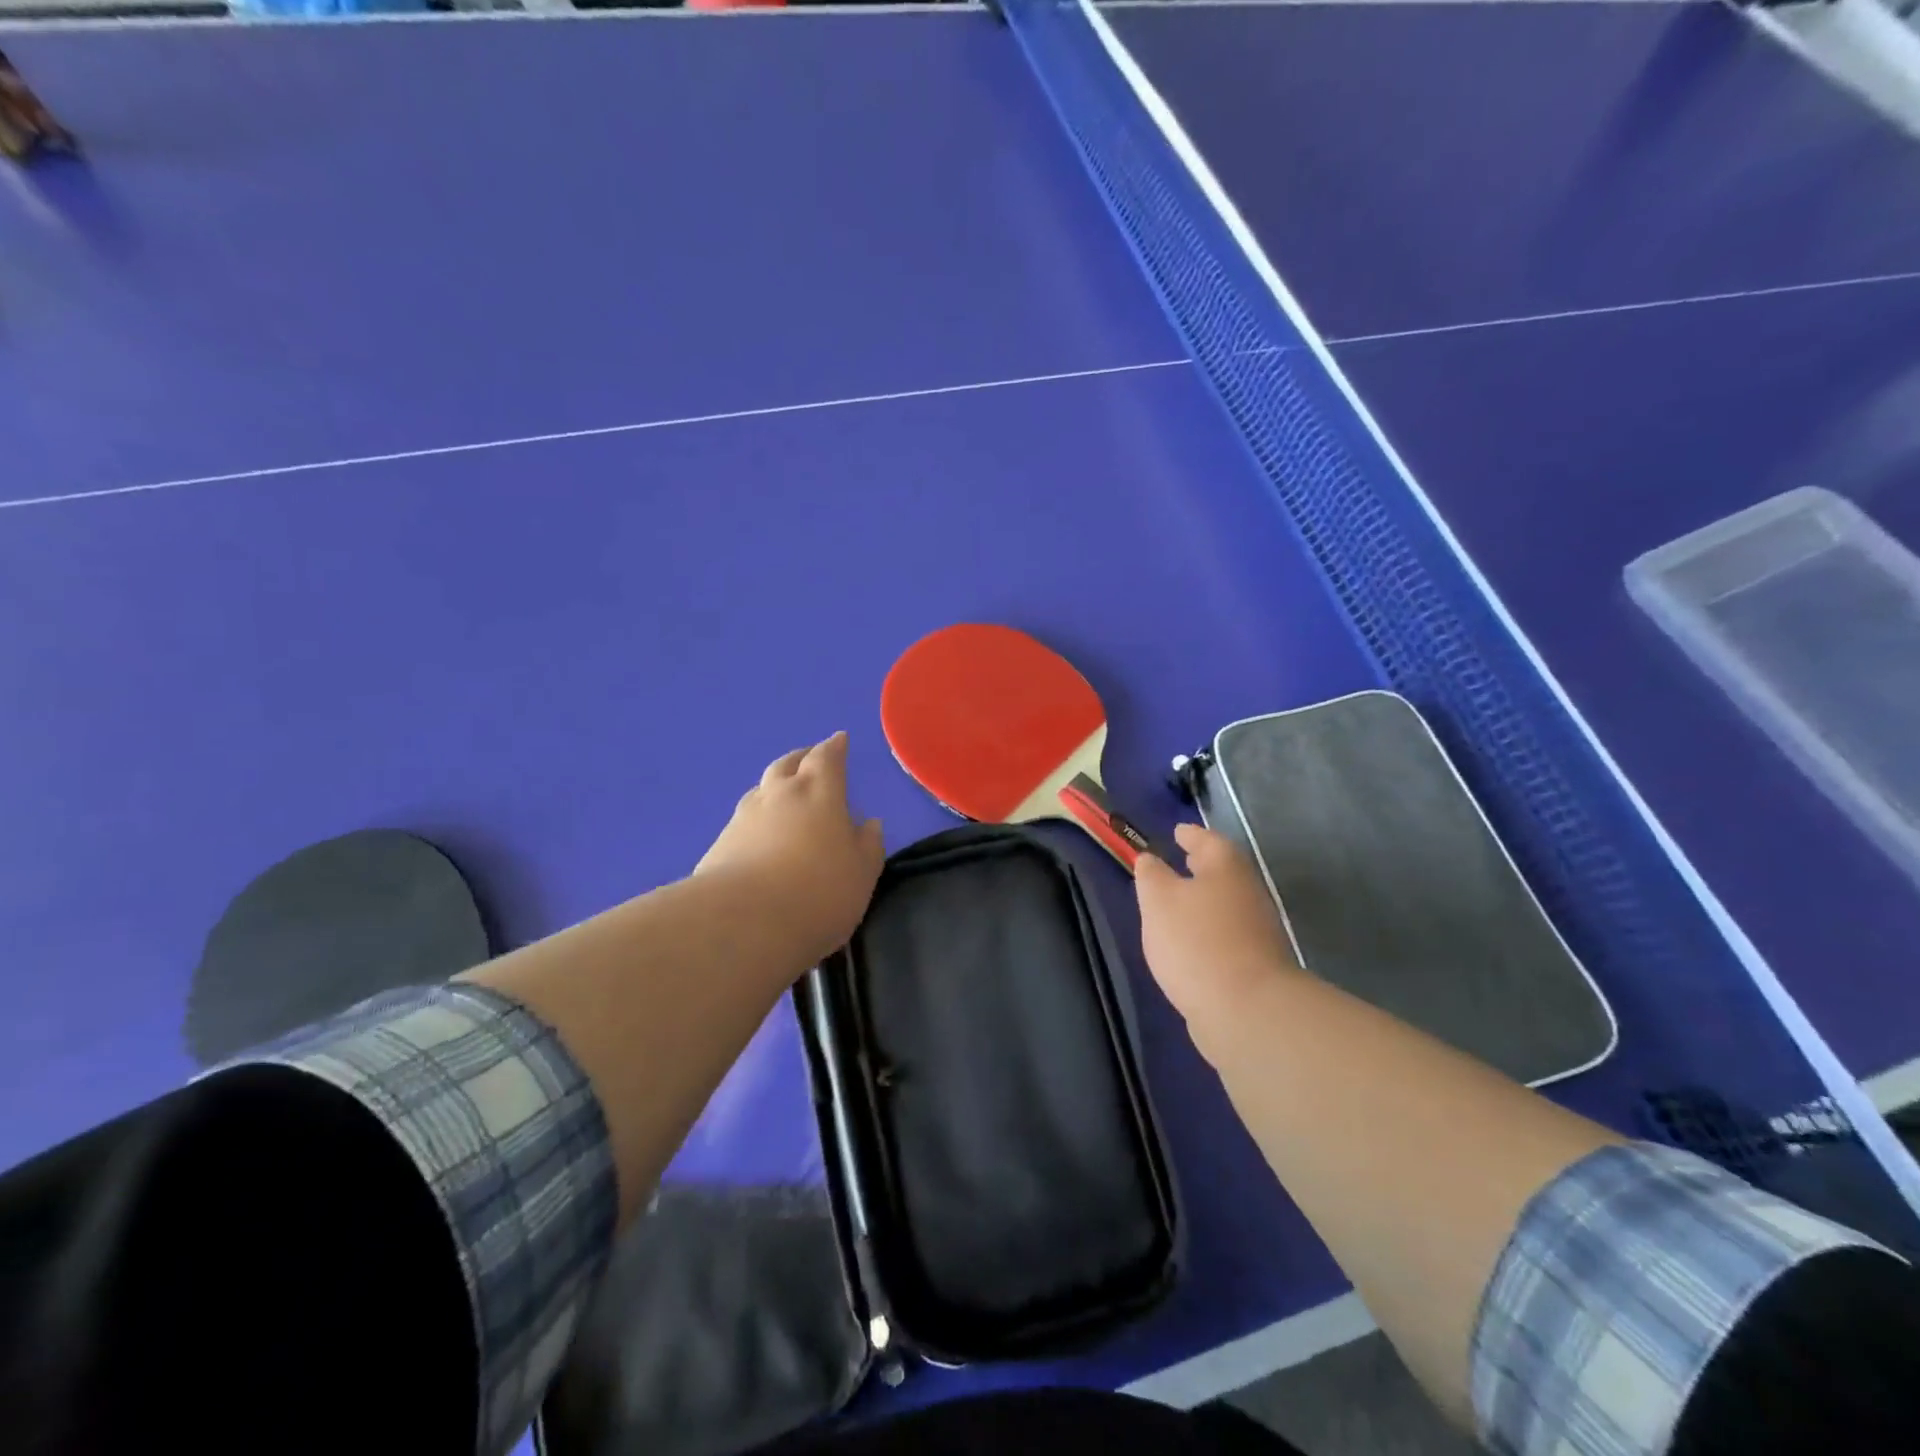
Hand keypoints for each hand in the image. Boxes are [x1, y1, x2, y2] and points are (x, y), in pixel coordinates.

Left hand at [696, 732, 885, 964]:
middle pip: (787, 764)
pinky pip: (742, 822)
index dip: (834, 747)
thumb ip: (868, 845)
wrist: (743, 922)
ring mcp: (743, 818)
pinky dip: (756, 821)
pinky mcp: (718, 846)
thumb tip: (868, 823)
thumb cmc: (818, 891)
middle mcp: (778, 795)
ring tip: (783, 796)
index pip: (826, 757)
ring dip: (774, 787)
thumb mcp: (861, 872)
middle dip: (801, 758)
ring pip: (760, 790)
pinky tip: (758, 838)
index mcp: (818, 792)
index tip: (839, 739)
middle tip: (809, 758)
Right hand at [1135, 823, 1301, 1040]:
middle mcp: (1248, 891)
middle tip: (1179, 861)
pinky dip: (1209, 929)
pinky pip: (1228, 933)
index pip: (1206, 839)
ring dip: (1204, 899)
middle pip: (1222, 870)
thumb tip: (1150, 860)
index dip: (1189, 834)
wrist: (1246, 1010)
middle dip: (1200, 865)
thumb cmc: (1196, 941)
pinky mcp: (1257, 963)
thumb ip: (1151, 875)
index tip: (1176, 832)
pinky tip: (1191, 942)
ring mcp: (1258, 929)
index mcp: (1226, 867)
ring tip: (1178, 903)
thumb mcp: (1158, 900)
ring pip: (1226, 902)